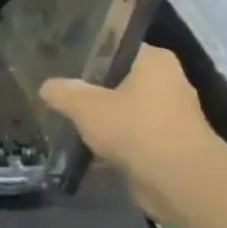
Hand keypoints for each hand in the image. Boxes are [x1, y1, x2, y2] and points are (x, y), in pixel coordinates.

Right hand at [39, 44, 226, 219]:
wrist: (179, 180)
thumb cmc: (134, 128)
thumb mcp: (84, 106)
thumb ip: (62, 92)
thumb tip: (48, 86)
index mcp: (154, 61)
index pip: (114, 47)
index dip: (84, 53)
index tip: (57, 63)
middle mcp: (166, 82)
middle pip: (116, 79)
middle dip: (87, 88)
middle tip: (55, 91)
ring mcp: (168, 113)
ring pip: (120, 108)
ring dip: (97, 116)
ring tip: (63, 119)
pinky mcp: (165, 141)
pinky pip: (127, 133)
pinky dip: (108, 139)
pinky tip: (81, 145)